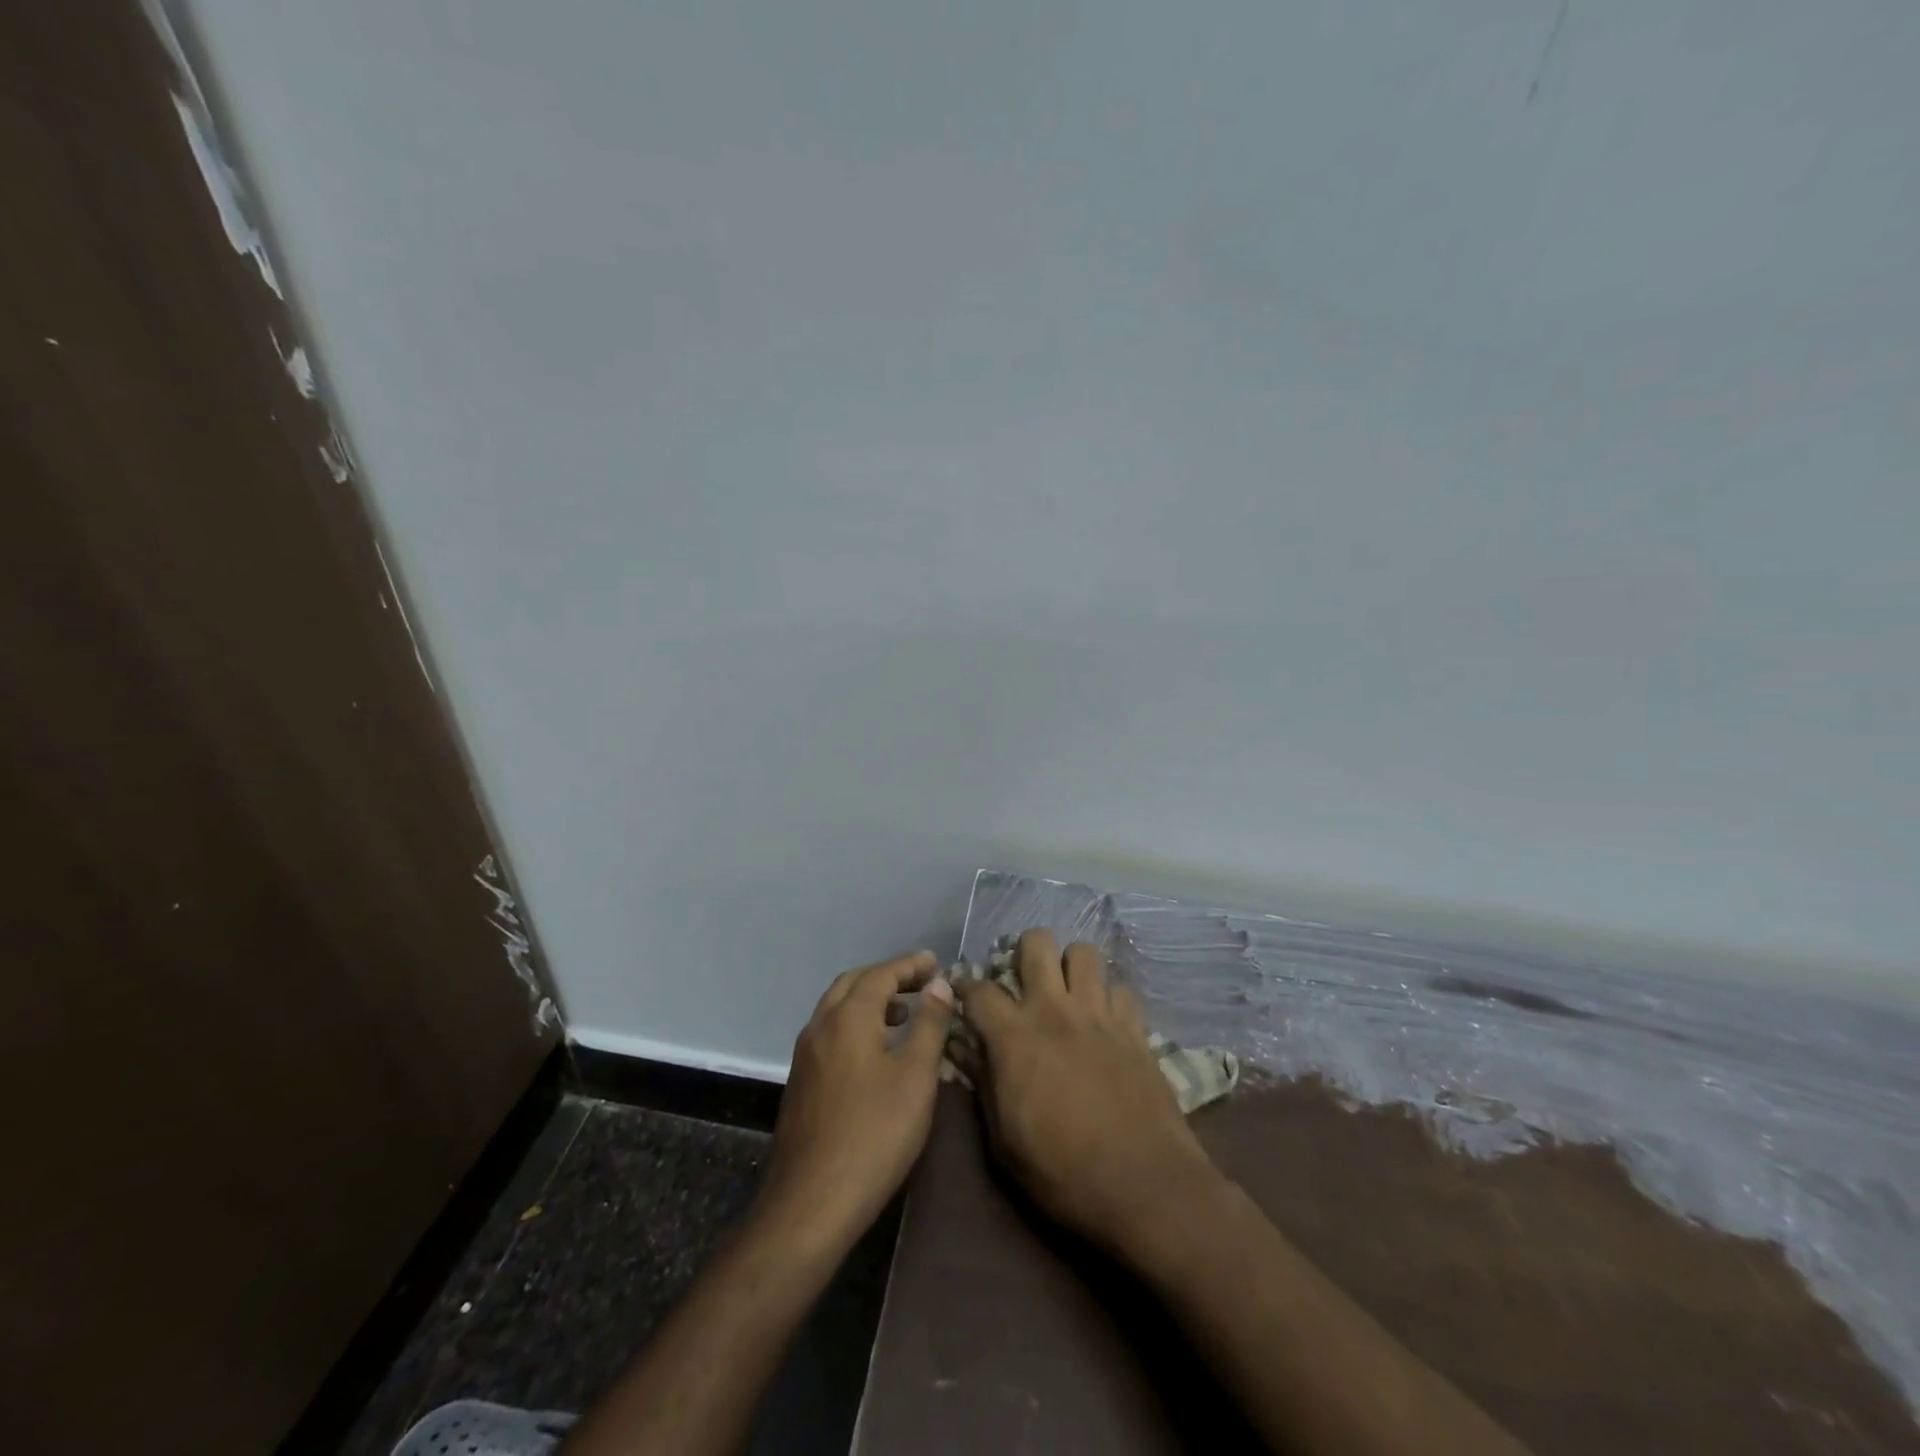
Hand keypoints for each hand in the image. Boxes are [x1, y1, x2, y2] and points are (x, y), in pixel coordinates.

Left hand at [758, 951, 954, 1255]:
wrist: (811, 1202)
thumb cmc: (874, 1134)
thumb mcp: (915, 1077)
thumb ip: (929, 1024)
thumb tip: (938, 984)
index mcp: (848, 1017)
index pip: (881, 974)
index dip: (909, 965)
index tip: (935, 962)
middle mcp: (820, 1025)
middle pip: (853, 984)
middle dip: (888, 976)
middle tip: (921, 983)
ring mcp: (805, 1055)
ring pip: (837, 1008)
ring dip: (870, 1000)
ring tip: (904, 1014)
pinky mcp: (801, 1081)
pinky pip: (831, 1032)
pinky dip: (856, 1023)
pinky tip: (876, 1051)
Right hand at [955, 929, 1220, 1252]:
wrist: (1145, 1186)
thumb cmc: (1064, 1173)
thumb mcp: (1004, 1143)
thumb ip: (983, 1085)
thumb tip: (965, 1049)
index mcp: (1015, 1037)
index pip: (979, 989)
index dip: (965, 987)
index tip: (964, 996)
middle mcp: (1055, 1010)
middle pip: (1037, 943)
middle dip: (1024, 951)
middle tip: (1023, 979)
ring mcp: (1099, 1014)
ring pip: (1084, 953)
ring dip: (1071, 966)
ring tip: (1067, 991)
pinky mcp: (1135, 1027)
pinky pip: (1121, 988)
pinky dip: (1110, 997)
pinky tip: (1106, 1020)